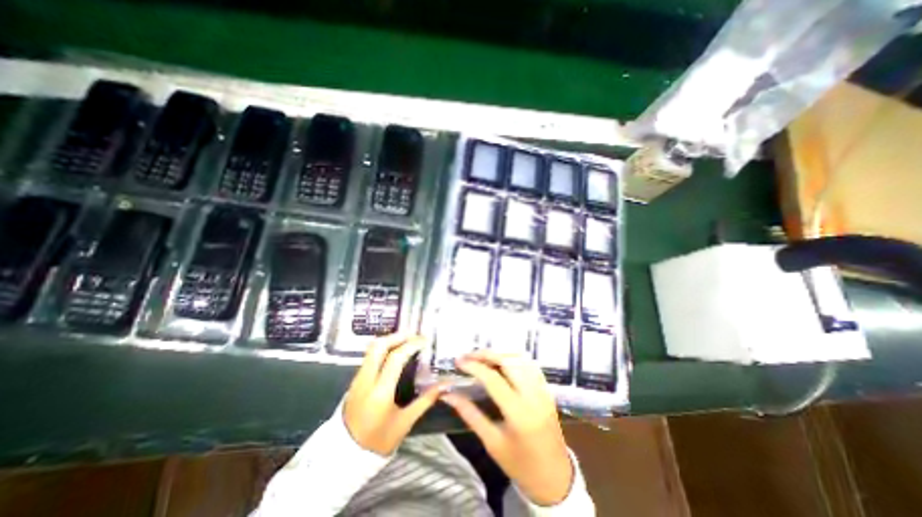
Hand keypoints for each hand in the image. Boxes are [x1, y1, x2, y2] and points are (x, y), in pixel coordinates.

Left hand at [346, 333, 446, 453]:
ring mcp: (358, 379)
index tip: (424, 340)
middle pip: (379, 346)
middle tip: (414, 335)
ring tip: (406, 339)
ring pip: (371, 349)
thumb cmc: (378, 441)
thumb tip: (445, 385)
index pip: (395, 358)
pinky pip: (369, 356)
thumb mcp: (405, 423)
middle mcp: (366, 380)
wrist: (344, 456)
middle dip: (397, 336)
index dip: (411, 345)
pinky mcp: (355, 380)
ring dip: (390, 340)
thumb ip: (425, 400)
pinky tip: (394, 351)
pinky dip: (383, 348)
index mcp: (380, 392)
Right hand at [441, 349, 574, 507]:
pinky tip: (502, 362)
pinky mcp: (547, 390)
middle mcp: (533, 396)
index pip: (493, 379)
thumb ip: (469, 414)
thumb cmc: (519, 464)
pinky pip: (530, 365)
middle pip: (509, 361)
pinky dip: (514, 358)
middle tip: (469, 356)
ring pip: (521, 359)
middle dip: (486, 354)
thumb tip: (448, 395)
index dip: (474, 366)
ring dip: (500, 353)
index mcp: (518, 413)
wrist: (554, 478)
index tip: (458, 361)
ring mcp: (543, 390)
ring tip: (483, 357)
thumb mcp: (491, 442)